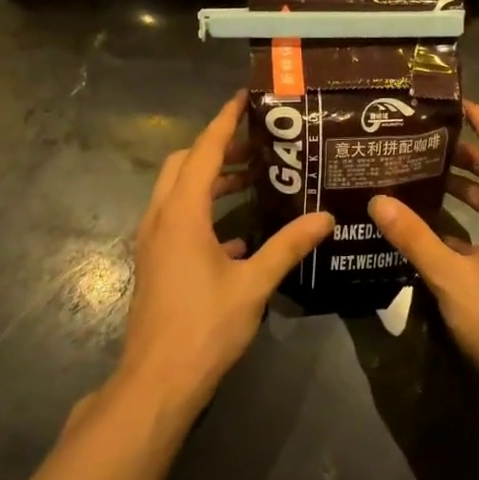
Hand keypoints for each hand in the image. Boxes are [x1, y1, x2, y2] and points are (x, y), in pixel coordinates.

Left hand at [117, 91, 333, 410]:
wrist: (157, 382)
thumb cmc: (205, 327)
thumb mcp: (253, 284)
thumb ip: (288, 246)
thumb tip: (325, 217)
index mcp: (182, 214)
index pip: (203, 151)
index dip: (223, 121)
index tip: (244, 97)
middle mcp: (161, 218)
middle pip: (183, 164)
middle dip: (216, 148)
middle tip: (256, 143)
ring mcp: (153, 242)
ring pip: (177, 192)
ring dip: (209, 179)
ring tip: (251, 178)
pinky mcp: (155, 262)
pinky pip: (177, 220)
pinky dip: (204, 212)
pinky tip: (238, 233)